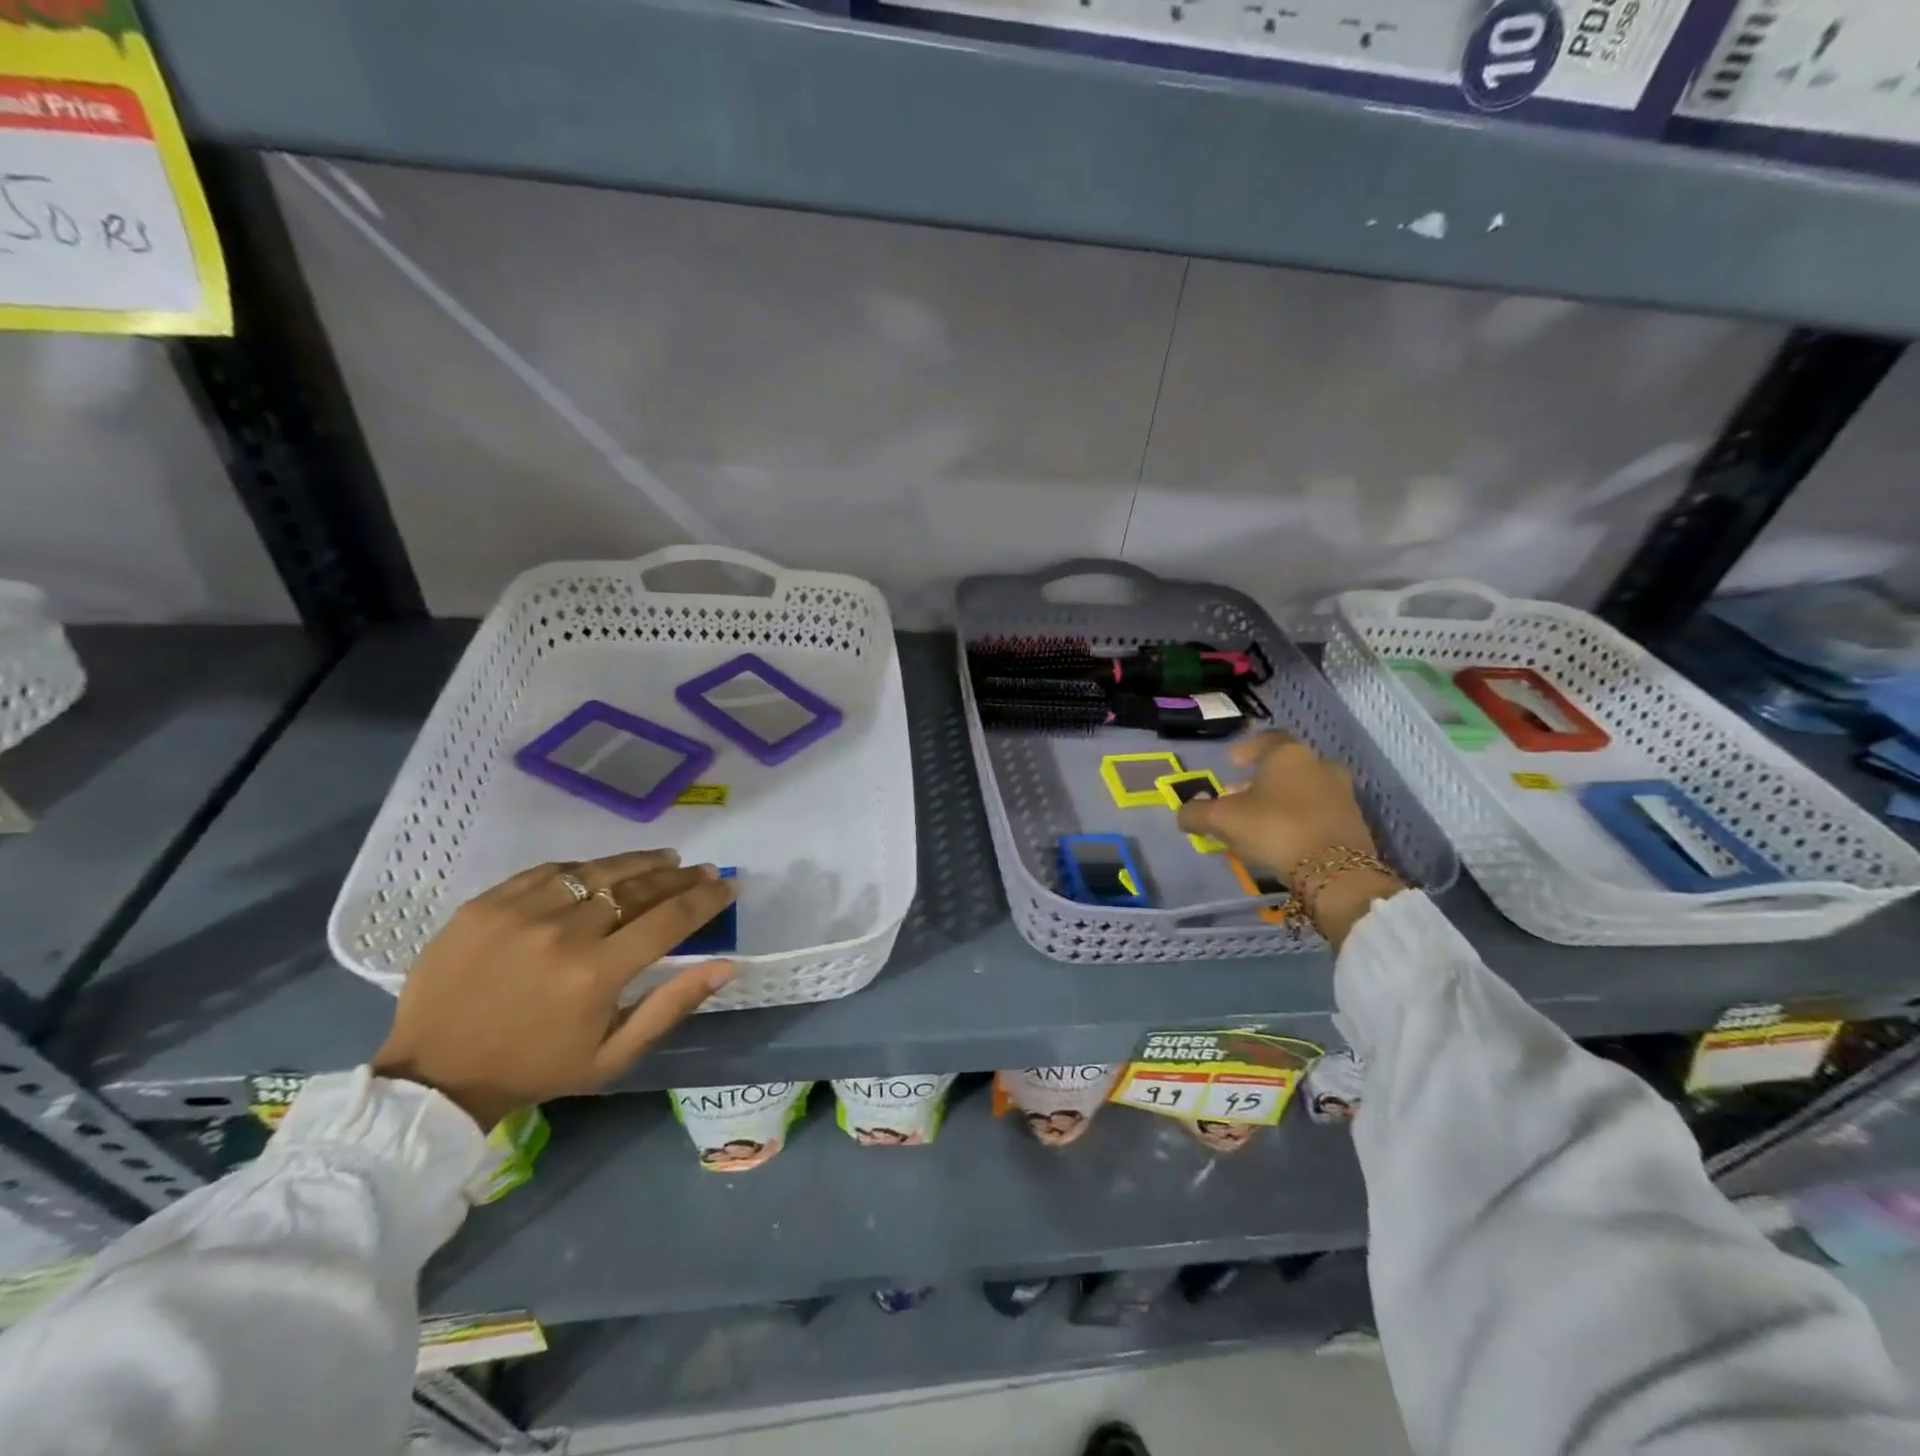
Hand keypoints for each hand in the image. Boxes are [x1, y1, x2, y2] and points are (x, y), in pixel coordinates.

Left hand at [371, 850, 735, 1129]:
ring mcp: (521, 912)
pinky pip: (551, 871)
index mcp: (596, 974)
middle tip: (703, 871)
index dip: (706, 899)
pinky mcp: (486, 903)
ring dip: (640, 863)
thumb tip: (726, 965)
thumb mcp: (613, 1055)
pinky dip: (585, 869)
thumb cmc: (536, 1069)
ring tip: (666, 858)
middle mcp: (563, 933)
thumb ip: (672, 1006)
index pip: (670, 919)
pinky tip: (601, 871)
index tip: (729, 886)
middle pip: (638, 888)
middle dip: (680, 877)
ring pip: (598, 872)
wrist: (434, 1075)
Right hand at [1177, 733, 1402, 948]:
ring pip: (1304, 789)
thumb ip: (1196, 813)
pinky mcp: (1354, 822)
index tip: (1232, 763)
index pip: (1267, 740)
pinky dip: (1300, 818)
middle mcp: (1320, 765)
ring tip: (1260, 822)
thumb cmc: (1274, 828)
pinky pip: (1319, 812)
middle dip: (1260, 780)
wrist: (1334, 871)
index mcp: (1288, 755)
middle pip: (1285, 767)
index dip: (1247, 749)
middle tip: (1239, 797)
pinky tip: (1285, 838)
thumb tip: (1183, 813)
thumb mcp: (1222, 820)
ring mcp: (1342, 793)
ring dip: (1282, 800)